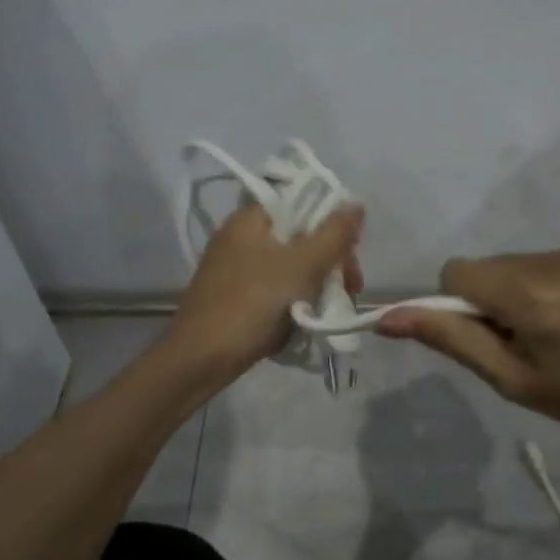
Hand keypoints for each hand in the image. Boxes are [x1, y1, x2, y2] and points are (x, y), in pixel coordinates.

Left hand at [169, 201, 364, 376]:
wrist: (203, 357)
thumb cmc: (255, 301)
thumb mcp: (303, 264)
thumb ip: (334, 233)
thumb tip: (356, 204)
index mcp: (250, 218)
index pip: (299, 202)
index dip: (330, 221)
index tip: (350, 249)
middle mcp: (240, 236)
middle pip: (298, 236)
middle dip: (330, 260)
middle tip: (351, 287)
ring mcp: (235, 268)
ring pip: (289, 265)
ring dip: (317, 282)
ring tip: (335, 307)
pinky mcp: (235, 295)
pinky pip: (274, 287)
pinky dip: (296, 298)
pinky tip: (310, 317)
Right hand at [378, 237, 559, 452]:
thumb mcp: (513, 380)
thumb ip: (451, 340)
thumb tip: (387, 317)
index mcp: (533, 296)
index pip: (458, 272)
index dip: (464, 304)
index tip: (495, 333)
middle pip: (495, 265)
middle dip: (501, 296)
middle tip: (536, 337)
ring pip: (529, 260)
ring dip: (533, 287)